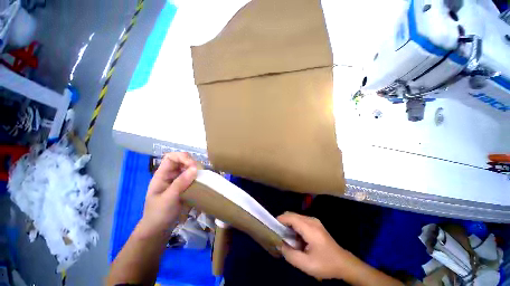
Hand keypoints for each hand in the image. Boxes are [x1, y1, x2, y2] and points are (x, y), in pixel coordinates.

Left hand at [139, 152, 197, 235]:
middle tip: (199, 172)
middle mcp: (171, 175)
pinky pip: (193, 178)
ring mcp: (179, 181)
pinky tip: (202, 182)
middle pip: (182, 161)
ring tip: (202, 177)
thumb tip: (195, 168)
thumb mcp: (168, 198)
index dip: (182, 157)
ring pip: (189, 169)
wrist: (160, 230)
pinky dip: (199, 178)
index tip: (192, 165)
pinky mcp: (186, 187)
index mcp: (162, 175)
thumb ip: (180, 183)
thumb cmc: (158, 214)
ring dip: (197, 170)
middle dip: (192, 163)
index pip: (171, 157)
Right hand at [277, 212, 353, 279]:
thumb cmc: (325, 264)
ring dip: (289, 225)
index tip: (272, 226)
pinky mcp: (315, 223)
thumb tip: (279, 244)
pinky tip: (296, 238)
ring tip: (288, 238)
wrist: (343, 263)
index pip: (291, 217)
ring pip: (296, 217)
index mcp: (310, 229)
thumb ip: (290, 254)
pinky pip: (300, 220)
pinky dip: (295, 226)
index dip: (280, 219)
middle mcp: (311, 220)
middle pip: (292, 215)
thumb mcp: (306, 265)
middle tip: (279, 235)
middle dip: (284, 222)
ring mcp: (314, 221)